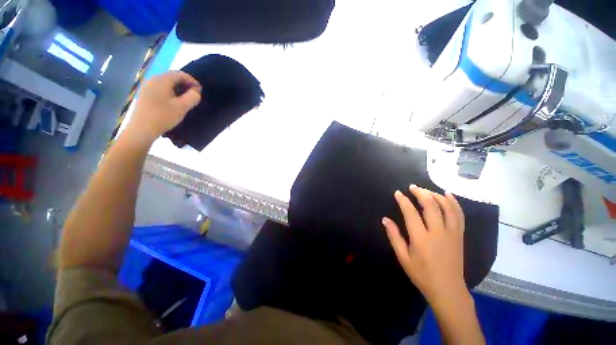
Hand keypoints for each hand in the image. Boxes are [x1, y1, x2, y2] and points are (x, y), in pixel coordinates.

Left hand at [126, 71, 201, 142]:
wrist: (142, 129)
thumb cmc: (163, 116)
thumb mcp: (182, 107)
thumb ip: (192, 97)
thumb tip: (196, 91)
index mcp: (161, 80)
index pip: (179, 74)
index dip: (192, 80)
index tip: (200, 91)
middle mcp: (152, 80)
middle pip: (172, 77)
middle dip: (185, 84)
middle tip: (194, 95)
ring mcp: (147, 87)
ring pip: (166, 83)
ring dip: (178, 89)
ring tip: (186, 99)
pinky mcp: (145, 95)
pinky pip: (161, 89)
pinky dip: (170, 93)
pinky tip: (174, 102)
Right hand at [382, 185, 466, 302]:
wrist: (448, 289)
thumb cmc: (422, 274)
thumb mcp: (403, 257)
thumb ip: (394, 236)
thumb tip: (385, 219)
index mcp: (421, 238)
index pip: (411, 212)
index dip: (403, 200)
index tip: (398, 193)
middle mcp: (438, 232)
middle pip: (430, 205)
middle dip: (420, 193)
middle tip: (412, 187)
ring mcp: (451, 233)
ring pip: (446, 207)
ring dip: (436, 195)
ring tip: (426, 190)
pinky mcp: (459, 235)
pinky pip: (459, 215)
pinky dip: (453, 203)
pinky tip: (447, 195)